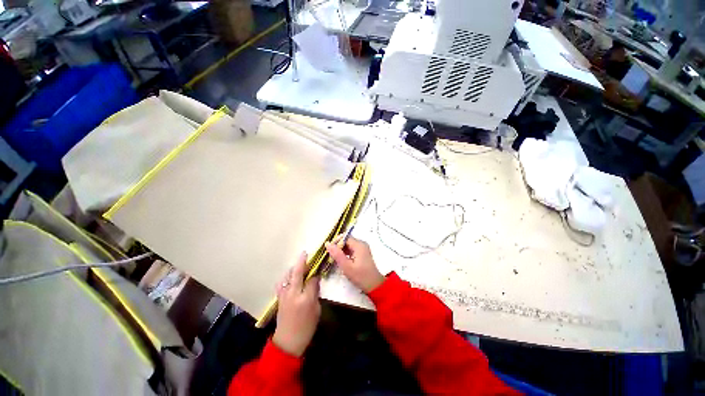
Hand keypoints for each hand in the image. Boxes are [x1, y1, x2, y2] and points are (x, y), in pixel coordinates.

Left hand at [272, 252, 320, 356]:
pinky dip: (286, 276)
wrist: (288, 342)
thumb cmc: (306, 328)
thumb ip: (315, 293)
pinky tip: (289, 276)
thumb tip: (315, 280)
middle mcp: (293, 294)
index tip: (318, 265)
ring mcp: (284, 296)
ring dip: (293, 268)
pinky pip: (282, 283)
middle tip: (305, 253)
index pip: (311, 279)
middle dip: (301, 262)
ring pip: (287, 276)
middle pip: (297, 273)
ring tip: (298, 265)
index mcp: (305, 299)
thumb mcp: (316, 310)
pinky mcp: (279, 298)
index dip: (315, 272)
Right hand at [325, 237, 384, 292]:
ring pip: (348, 245)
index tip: (329, 251)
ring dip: (341, 250)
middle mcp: (361, 244)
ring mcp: (362, 248)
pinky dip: (345, 253)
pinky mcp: (362, 253)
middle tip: (331, 257)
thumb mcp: (347, 267)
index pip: (345, 237)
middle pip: (346, 240)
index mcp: (359, 245)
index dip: (336, 242)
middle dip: (338, 246)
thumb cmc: (361, 276)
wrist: (374, 286)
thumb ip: (337, 254)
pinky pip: (351, 249)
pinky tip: (341, 261)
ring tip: (335, 259)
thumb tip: (327, 243)